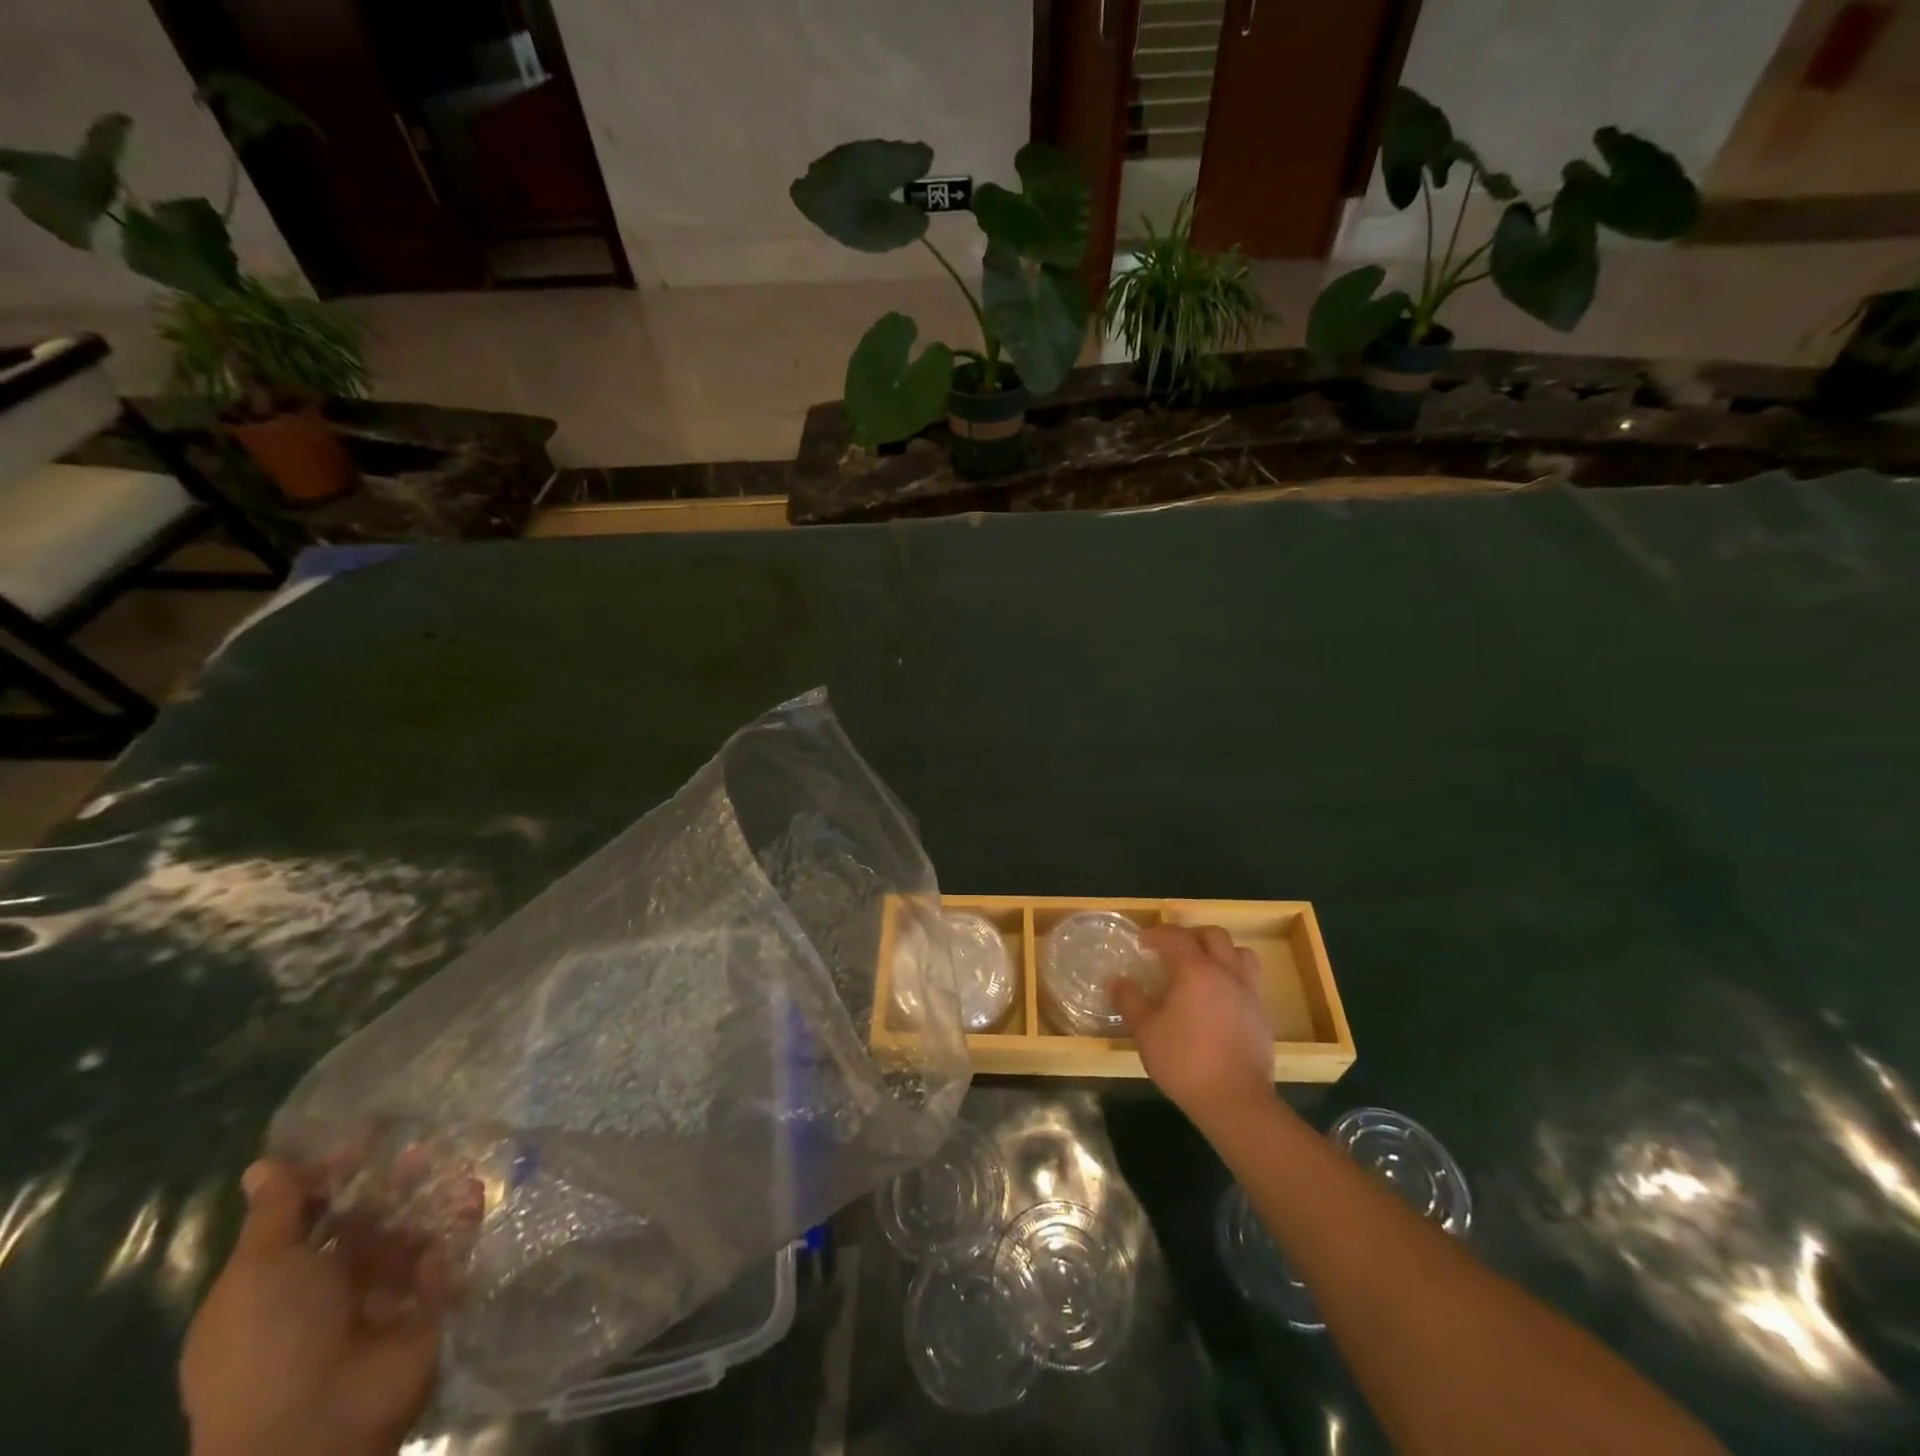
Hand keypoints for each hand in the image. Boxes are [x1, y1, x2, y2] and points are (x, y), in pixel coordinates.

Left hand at [180, 1160, 448, 1455]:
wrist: (314, 1426)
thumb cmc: (269, 1342)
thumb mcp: (258, 1271)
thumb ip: (274, 1215)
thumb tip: (263, 1164)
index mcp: (278, 1285)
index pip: (309, 1219)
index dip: (333, 1179)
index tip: (365, 1140)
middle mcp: (328, 1290)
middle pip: (365, 1224)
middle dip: (391, 1185)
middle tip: (421, 1147)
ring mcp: (380, 1301)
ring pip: (409, 1236)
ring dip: (430, 1200)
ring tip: (455, 1165)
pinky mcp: (425, 1309)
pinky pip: (445, 1259)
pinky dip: (459, 1227)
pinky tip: (470, 1197)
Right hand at [1111, 924, 1275, 1128]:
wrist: (1236, 1101)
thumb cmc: (1184, 1061)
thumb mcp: (1145, 1031)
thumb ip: (1130, 1000)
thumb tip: (1117, 981)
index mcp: (1195, 970)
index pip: (1176, 936)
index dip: (1157, 934)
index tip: (1141, 943)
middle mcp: (1226, 972)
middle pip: (1214, 935)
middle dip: (1191, 936)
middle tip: (1172, 950)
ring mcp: (1249, 993)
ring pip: (1240, 954)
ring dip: (1220, 952)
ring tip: (1202, 968)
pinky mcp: (1262, 1015)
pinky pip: (1249, 981)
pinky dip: (1232, 978)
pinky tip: (1218, 1000)